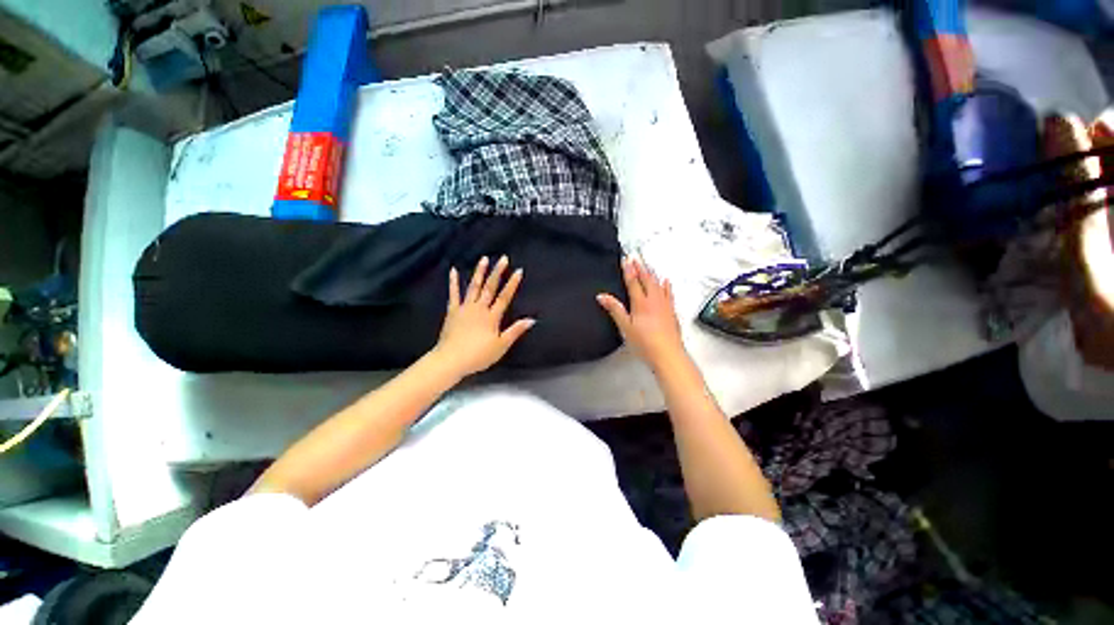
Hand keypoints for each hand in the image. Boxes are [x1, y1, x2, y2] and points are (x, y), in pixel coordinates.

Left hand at [432, 255, 535, 377]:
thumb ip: (515, 331)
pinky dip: (453, 282)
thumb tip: (531, 319)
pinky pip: (454, 294)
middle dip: (497, 272)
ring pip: (473, 287)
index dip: (512, 284)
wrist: (451, 360)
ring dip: (479, 272)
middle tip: (503, 258)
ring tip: (484, 259)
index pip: (505, 297)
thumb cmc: (478, 355)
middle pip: (490, 288)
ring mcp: (465, 308)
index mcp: (492, 317)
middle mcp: (479, 308)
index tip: (518, 271)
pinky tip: (453, 271)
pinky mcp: (452, 311)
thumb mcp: (501, 346)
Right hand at [596, 256, 686, 370]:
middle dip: (640, 267)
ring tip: (647, 265)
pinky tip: (666, 281)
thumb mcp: (625, 327)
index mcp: (641, 303)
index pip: (633, 282)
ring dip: (651, 273)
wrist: (668, 355)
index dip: (628, 270)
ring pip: (658, 284)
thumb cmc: (645, 343)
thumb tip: (602, 296)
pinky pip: (669, 293)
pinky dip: (666, 285)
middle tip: (635, 257)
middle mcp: (654, 300)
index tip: (625, 259)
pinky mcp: (671, 312)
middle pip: (646, 279)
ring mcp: (665, 305)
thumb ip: (614, 309)